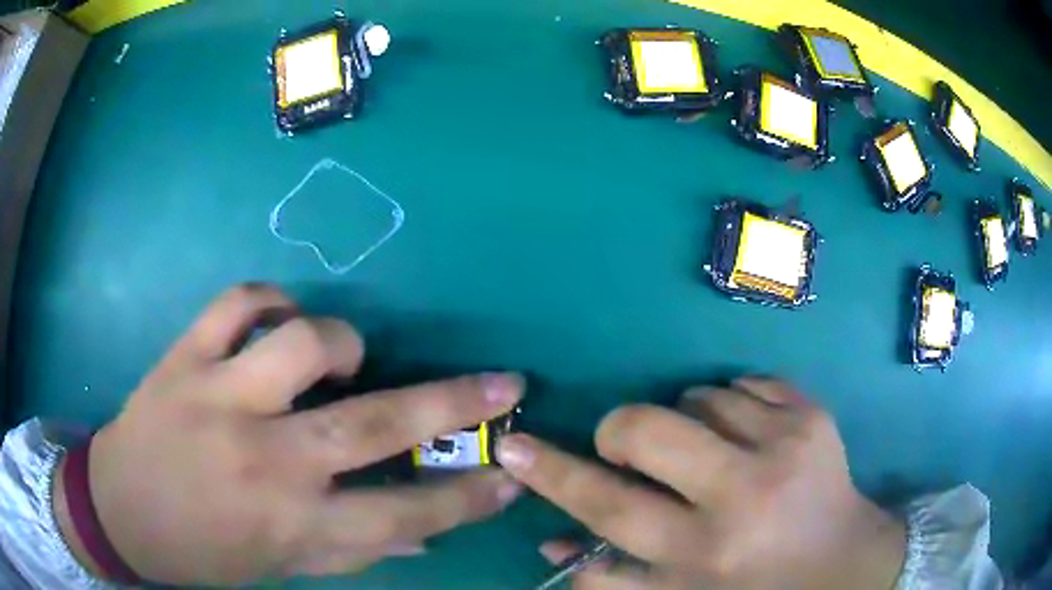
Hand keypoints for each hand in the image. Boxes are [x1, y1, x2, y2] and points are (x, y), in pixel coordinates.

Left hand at [53, 284, 523, 584]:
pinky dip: (269, 300)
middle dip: (454, 403)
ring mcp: (218, 399)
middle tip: (501, 384)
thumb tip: (425, 534)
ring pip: (305, 343)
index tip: (511, 474)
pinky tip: (276, 318)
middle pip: (376, 424)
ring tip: (347, 357)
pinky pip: (239, 303)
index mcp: (294, 526)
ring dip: (344, 343)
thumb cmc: (206, 553)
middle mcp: (265, 461)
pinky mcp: (184, 358)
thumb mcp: (283, 567)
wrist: (121, 511)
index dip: (469, 497)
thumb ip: (354, 549)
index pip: (407, 514)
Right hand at [498, 378, 904, 589]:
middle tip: (629, 448)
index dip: (553, 473)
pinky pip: (741, 383)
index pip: (608, 505)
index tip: (514, 446)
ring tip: (713, 459)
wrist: (841, 560)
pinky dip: (731, 407)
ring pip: (696, 397)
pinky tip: (750, 441)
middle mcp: (745, 492)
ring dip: (687, 424)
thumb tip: (554, 542)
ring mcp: (786, 441)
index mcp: (706, 551)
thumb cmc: (757, 588)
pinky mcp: (812, 411)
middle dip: (621, 431)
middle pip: (647, 427)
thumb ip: (613, 578)